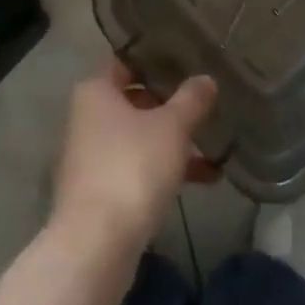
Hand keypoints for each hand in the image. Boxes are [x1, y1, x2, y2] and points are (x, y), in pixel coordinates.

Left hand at [51, 60, 217, 254]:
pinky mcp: (99, 191)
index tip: (189, 59)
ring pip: (139, 137)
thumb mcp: (172, 128)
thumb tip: (206, 79)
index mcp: (96, 91)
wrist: (96, 245)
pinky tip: (205, 179)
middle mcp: (87, 117)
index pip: (127, 61)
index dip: (157, 59)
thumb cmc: (132, 167)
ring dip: (174, 142)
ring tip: (217, 147)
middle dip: (171, 105)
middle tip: (207, 102)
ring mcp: (91, 156)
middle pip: (135, 100)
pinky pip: (137, 167)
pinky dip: (165, 169)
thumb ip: (191, 100)